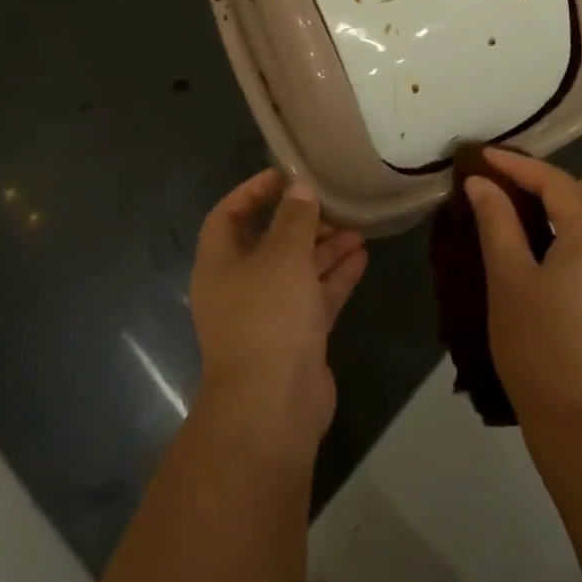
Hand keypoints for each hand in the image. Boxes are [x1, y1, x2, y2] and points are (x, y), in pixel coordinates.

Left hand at [190, 171, 367, 454]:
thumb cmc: (267, 316)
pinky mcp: (295, 338)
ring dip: (324, 248)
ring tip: (357, 228)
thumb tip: (300, 188)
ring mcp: (267, 314)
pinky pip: (315, 296)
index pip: (229, 215)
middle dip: (301, 222)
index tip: (284, 175)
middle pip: (269, 242)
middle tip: (332, 204)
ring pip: (296, 270)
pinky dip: (335, 276)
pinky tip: (362, 256)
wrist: (272, 406)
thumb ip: (295, 218)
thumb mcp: (283, 255)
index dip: (253, 192)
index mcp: (219, 263)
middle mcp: (239, 286)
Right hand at [465, 149, 581, 430]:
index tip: (485, 156)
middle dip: (548, 185)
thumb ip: (497, 221)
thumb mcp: (508, 279)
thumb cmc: (539, 347)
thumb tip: (482, 182)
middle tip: (508, 186)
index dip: (517, 166)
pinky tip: (560, 265)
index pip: (555, 182)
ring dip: (569, 213)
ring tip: (530, 220)